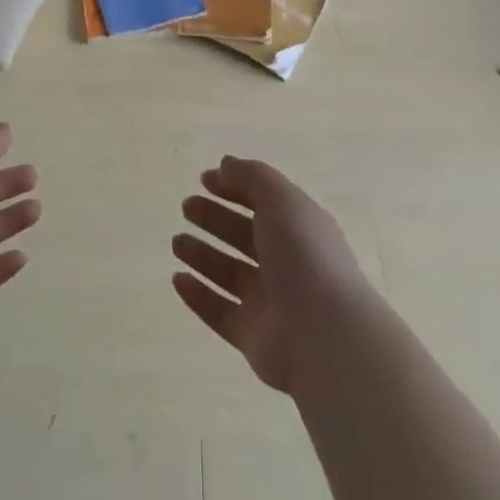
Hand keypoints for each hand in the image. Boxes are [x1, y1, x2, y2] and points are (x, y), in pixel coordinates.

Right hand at [172, 155, 369, 393]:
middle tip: (186, 206)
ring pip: (229, 273)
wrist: (323, 334)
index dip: (235, 188)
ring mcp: (270, 302)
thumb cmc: (304, 255)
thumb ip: (251, 177)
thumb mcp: (280, 200)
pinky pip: (220, 312)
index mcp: (300, 229)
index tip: (203, 180)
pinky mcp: (253, 336)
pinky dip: (198, 296)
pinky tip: (177, 279)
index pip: (264, 202)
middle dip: (215, 219)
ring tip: (176, 242)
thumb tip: (225, 164)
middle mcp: (287, 263)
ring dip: (202, 255)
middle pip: (244, 236)